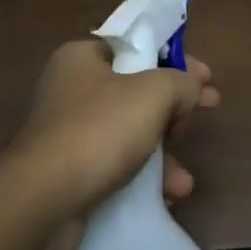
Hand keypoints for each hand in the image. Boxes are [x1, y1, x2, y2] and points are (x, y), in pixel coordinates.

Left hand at [0, 40, 218, 249]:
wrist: (42, 202)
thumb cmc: (99, 131)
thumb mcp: (153, 94)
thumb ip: (181, 83)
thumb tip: (191, 89)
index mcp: (82, 58)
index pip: (136, 47)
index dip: (174, 58)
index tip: (205, 77)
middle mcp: (71, 90)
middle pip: (137, 90)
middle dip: (176, 106)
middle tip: (209, 109)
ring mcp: (68, 133)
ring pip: (130, 132)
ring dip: (163, 152)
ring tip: (185, 179)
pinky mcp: (69, 172)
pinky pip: (116, 166)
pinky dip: (144, 178)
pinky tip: (167, 195)